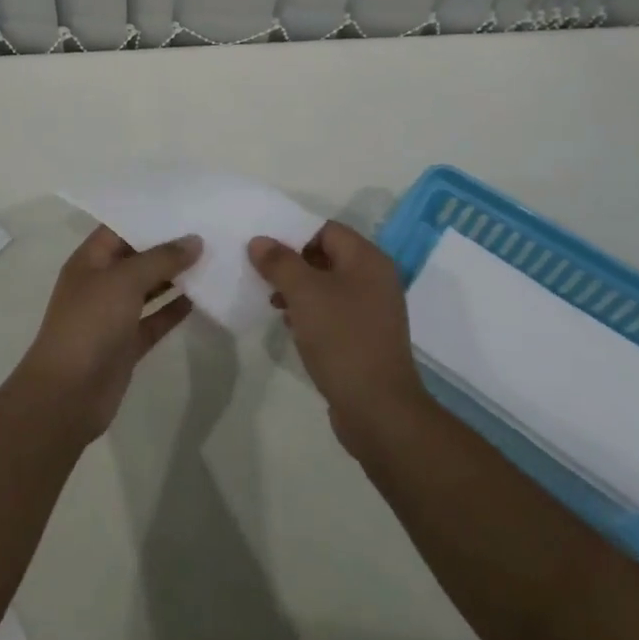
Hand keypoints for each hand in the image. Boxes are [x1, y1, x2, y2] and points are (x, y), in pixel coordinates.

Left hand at [14, 226, 198, 443]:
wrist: (67, 395)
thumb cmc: (89, 324)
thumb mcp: (124, 281)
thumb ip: (161, 258)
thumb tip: (195, 240)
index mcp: (90, 260)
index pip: (121, 227)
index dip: (149, 215)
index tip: (184, 204)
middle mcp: (101, 283)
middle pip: (137, 256)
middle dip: (168, 245)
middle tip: (207, 228)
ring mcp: (114, 314)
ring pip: (149, 288)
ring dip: (175, 276)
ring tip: (212, 258)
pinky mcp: (127, 343)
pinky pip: (155, 319)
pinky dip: (175, 309)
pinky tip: (202, 297)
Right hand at [249, 222, 429, 458]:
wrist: (378, 410)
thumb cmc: (342, 339)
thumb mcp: (304, 294)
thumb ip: (279, 262)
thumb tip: (259, 241)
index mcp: (367, 259)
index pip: (326, 229)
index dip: (293, 233)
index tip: (263, 246)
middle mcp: (375, 278)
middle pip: (326, 255)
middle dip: (292, 262)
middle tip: (260, 272)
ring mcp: (372, 309)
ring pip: (327, 285)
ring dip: (298, 288)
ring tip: (271, 300)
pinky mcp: (365, 336)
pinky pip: (333, 311)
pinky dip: (310, 311)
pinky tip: (289, 324)